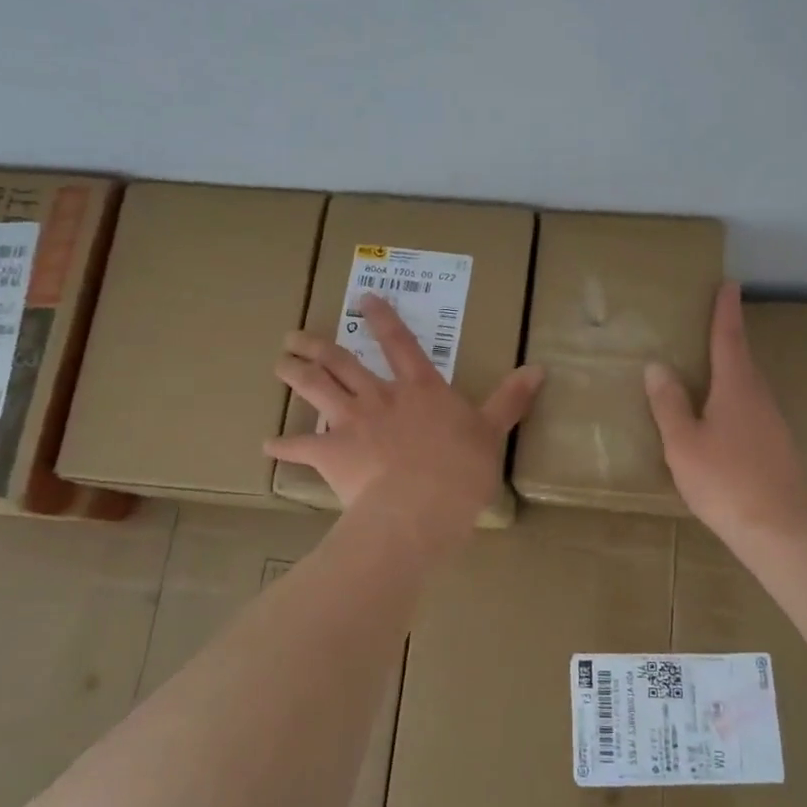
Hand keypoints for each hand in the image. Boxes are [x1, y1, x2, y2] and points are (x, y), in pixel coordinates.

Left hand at [265, 294, 543, 531]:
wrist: (421, 506)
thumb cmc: (462, 469)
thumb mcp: (493, 431)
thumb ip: (511, 399)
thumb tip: (539, 368)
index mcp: (419, 388)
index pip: (400, 343)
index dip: (382, 318)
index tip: (364, 299)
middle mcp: (380, 396)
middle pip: (343, 362)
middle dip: (319, 346)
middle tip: (295, 335)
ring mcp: (351, 422)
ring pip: (317, 388)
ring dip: (295, 373)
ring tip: (280, 362)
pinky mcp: (330, 452)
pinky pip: (300, 446)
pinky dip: (283, 445)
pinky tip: (268, 444)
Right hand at [644, 282, 806, 548]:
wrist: (778, 529)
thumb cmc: (724, 481)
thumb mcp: (683, 443)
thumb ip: (669, 404)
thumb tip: (658, 366)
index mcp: (736, 388)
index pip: (729, 339)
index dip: (725, 311)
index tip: (729, 284)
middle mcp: (759, 397)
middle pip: (742, 360)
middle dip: (728, 338)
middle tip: (711, 323)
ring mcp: (772, 423)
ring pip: (748, 386)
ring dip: (732, 371)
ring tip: (709, 369)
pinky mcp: (776, 446)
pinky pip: (751, 409)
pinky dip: (735, 400)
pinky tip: (721, 418)